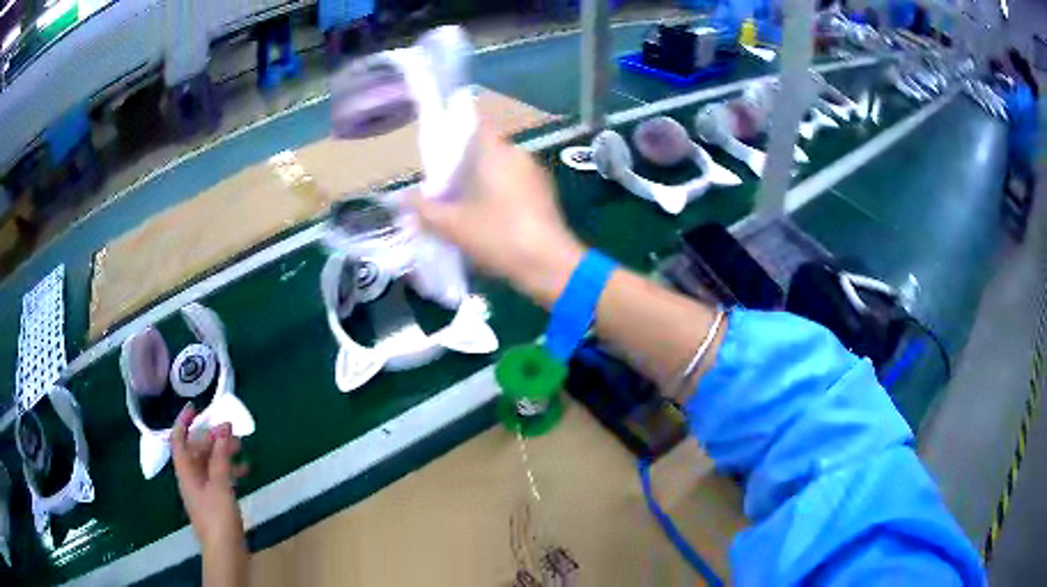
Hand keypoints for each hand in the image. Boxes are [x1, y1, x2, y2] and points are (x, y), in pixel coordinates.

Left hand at [171, 404, 248, 549]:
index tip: (195, 407)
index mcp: (186, 472)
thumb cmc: (218, 516)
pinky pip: (219, 477)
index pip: (178, 440)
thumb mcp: (220, 484)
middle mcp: (191, 478)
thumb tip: (223, 427)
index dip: (183, 422)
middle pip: (196, 450)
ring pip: (209, 463)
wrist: (225, 552)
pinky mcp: (215, 502)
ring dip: (222, 454)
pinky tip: (244, 471)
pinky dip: (229, 470)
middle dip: (211, 438)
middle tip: (231, 432)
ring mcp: (203, 491)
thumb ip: (220, 456)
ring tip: (241, 449)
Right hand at [409, 124, 584, 307]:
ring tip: (462, 205)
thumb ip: (423, 208)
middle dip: (464, 164)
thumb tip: (399, 197)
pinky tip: (489, 217)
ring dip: (482, 181)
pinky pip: (515, 184)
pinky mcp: (546, 194)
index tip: (439, 153)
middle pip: (485, 149)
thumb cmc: (497, 235)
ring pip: (501, 168)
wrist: (549, 265)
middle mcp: (518, 153)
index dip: (454, 133)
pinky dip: (500, 193)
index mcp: (496, 150)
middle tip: (443, 186)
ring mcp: (536, 173)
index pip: (474, 124)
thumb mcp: (452, 224)